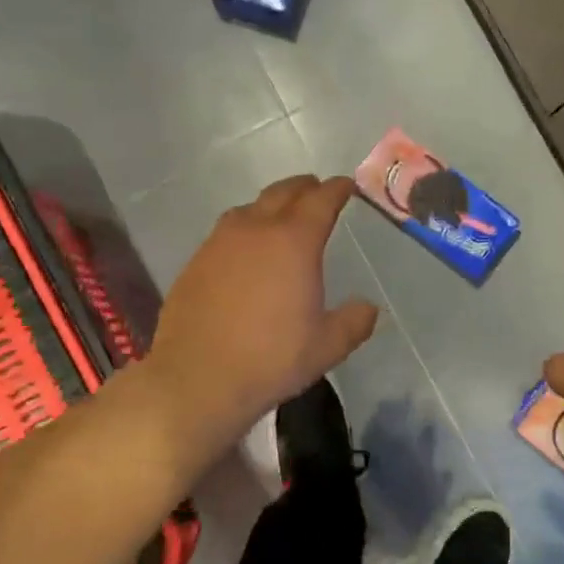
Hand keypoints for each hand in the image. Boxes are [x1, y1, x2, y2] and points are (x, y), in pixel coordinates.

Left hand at [145, 176, 378, 454]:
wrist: (196, 378)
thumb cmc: (270, 359)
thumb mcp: (326, 347)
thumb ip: (353, 322)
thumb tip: (368, 308)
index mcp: (294, 242)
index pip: (321, 200)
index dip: (337, 189)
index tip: (347, 186)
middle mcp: (256, 230)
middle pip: (283, 193)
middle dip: (304, 188)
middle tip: (317, 190)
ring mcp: (220, 243)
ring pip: (250, 208)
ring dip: (271, 205)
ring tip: (281, 216)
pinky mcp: (196, 261)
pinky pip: (226, 231)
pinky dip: (245, 228)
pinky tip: (246, 251)